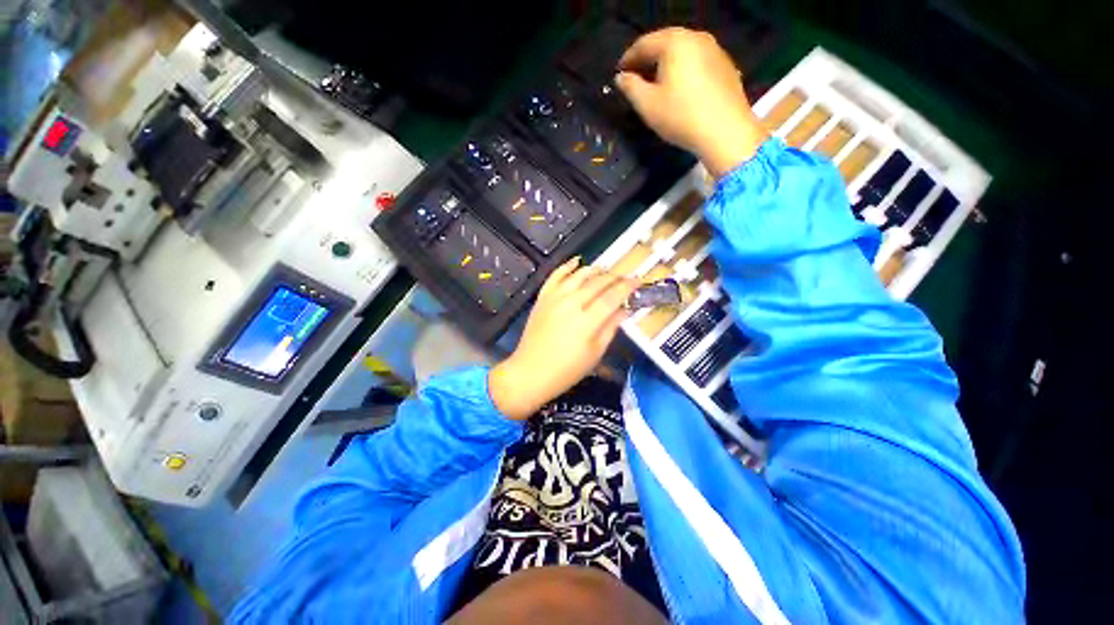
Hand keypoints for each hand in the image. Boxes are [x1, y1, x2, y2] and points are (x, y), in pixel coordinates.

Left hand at [489, 258, 637, 419]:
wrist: (530, 372)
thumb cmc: (567, 370)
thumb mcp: (595, 353)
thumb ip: (611, 328)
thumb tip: (625, 309)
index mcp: (587, 321)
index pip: (612, 297)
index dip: (627, 287)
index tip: (638, 281)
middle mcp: (571, 304)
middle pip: (597, 283)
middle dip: (615, 277)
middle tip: (625, 277)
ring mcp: (555, 298)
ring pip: (579, 275)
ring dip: (595, 269)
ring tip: (606, 269)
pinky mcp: (543, 298)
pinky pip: (555, 275)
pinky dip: (567, 266)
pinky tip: (576, 261)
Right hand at [616, 27, 768, 178]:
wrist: (725, 131)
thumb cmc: (681, 116)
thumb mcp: (648, 105)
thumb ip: (630, 87)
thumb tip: (621, 77)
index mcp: (675, 43)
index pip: (644, 43)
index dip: (628, 58)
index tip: (619, 72)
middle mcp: (696, 37)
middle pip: (665, 42)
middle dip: (648, 57)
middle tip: (635, 74)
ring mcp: (715, 49)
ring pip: (683, 50)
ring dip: (666, 62)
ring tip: (656, 80)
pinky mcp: (725, 65)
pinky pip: (697, 60)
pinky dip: (683, 68)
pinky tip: (679, 86)